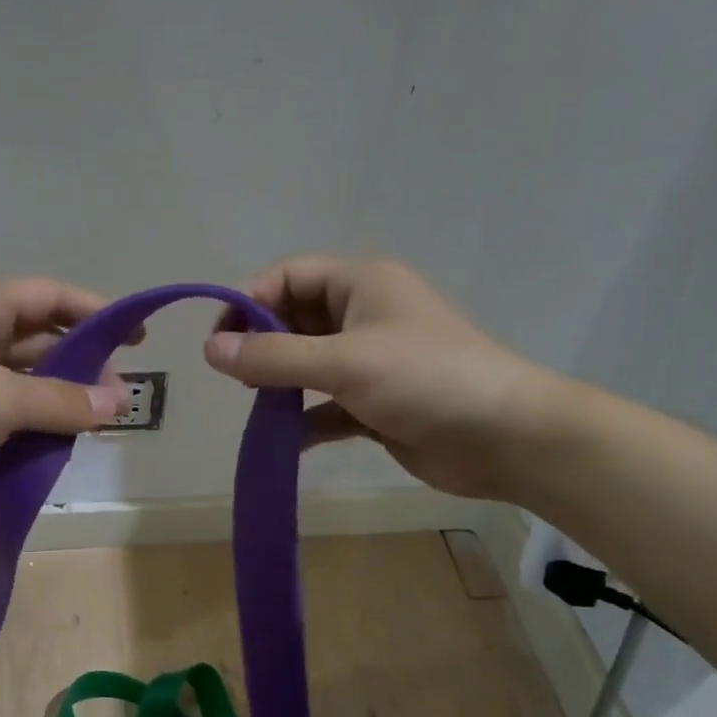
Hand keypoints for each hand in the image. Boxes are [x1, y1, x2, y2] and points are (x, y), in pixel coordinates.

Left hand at [0, 278, 134, 526]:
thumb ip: (62, 400)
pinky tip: (49, 445)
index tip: (137, 339)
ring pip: (18, 378)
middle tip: (117, 401)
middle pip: (38, 338)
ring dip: (54, 398)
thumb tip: (119, 403)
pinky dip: (26, 423)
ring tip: (92, 427)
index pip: (51, 297)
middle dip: (81, 365)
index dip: (98, 313)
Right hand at [203, 257, 561, 499]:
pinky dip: (305, 420)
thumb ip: (274, 357)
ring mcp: (372, 362)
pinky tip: (286, 441)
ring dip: (280, 384)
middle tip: (236, 377)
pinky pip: (326, 405)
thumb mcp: (343, 362)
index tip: (220, 341)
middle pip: (295, 319)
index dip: (249, 300)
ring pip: (308, 365)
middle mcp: (364, 316)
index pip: (289, 276)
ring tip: (257, 406)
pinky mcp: (377, 404)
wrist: (506, 438)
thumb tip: (210, 350)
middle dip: (262, 345)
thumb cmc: (426, 380)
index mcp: (362, 284)